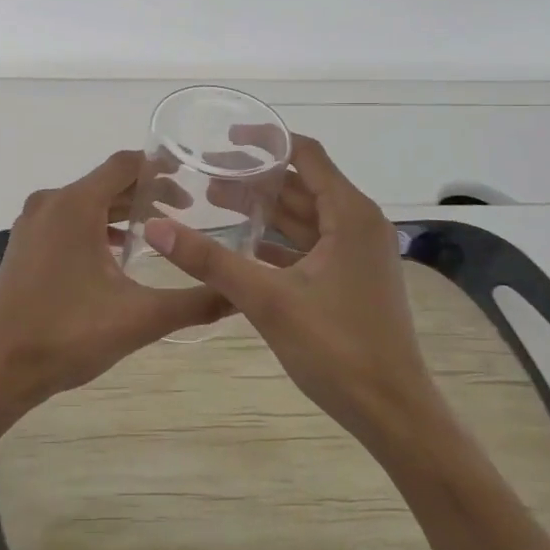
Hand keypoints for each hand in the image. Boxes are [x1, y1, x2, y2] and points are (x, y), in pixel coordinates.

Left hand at [0, 150, 229, 413]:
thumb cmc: (68, 336)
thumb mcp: (139, 318)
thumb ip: (194, 302)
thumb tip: (239, 295)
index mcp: (75, 205)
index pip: (124, 165)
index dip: (160, 168)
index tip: (192, 181)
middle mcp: (50, 203)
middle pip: (106, 182)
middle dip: (146, 193)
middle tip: (186, 211)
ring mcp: (32, 222)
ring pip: (86, 202)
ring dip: (121, 211)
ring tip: (160, 231)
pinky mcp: (24, 243)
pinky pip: (67, 220)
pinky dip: (96, 226)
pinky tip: (119, 252)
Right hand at [143, 135, 440, 441]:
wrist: (393, 413)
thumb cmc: (337, 348)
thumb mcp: (267, 299)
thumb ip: (210, 260)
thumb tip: (156, 227)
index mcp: (349, 214)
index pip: (306, 154)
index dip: (266, 140)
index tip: (224, 136)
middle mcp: (358, 225)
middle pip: (301, 184)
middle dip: (254, 177)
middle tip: (204, 173)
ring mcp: (356, 254)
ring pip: (303, 217)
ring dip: (263, 209)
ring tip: (212, 202)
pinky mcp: (350, 280)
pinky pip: (308, 245)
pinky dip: (276, 240)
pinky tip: (241, 245)